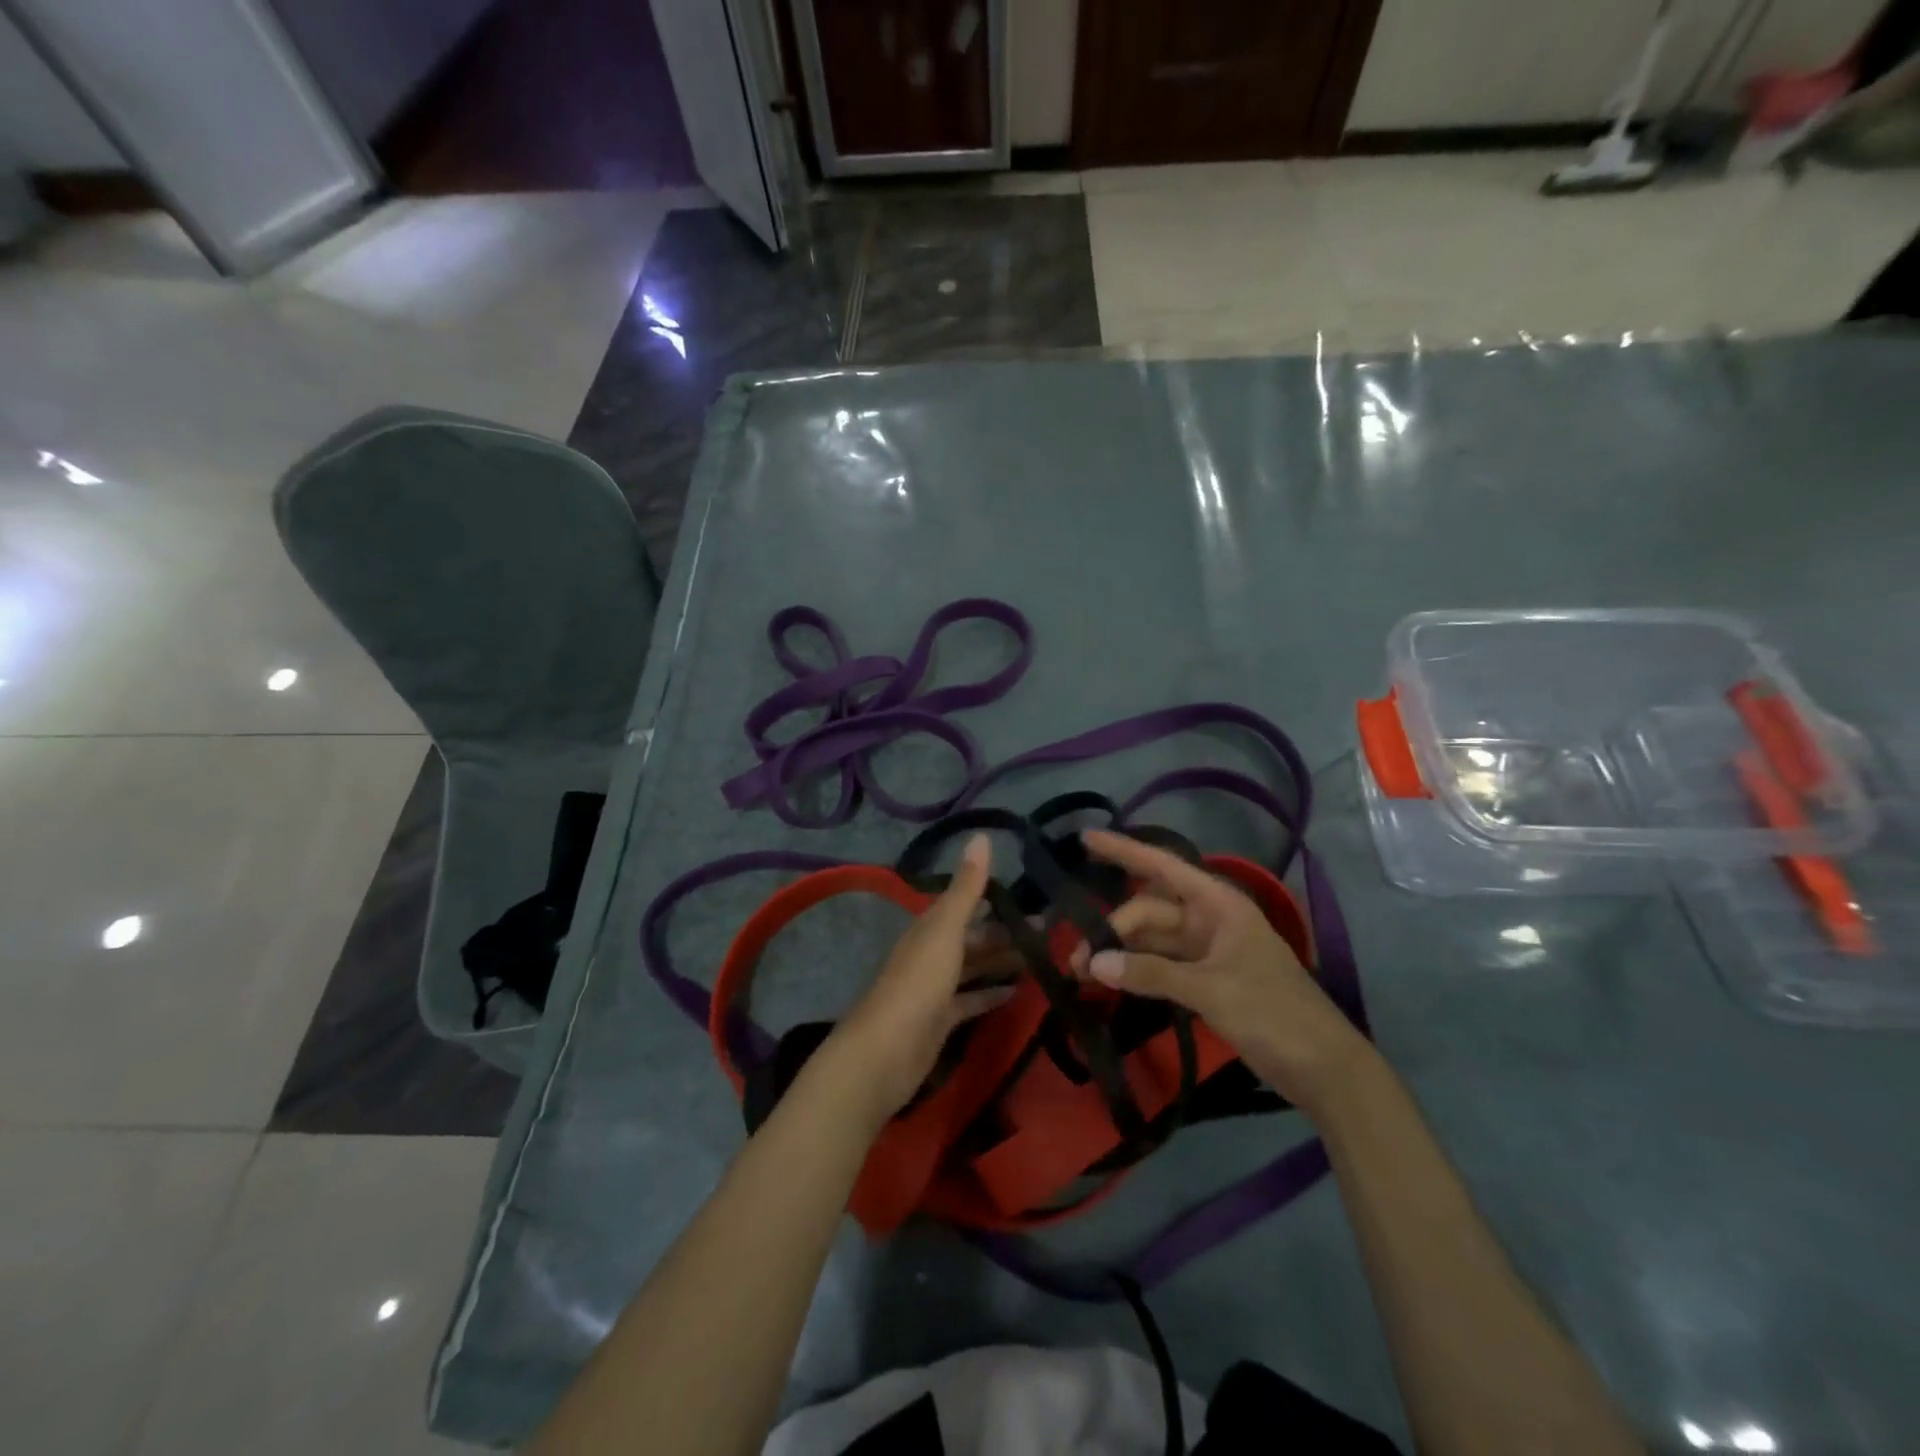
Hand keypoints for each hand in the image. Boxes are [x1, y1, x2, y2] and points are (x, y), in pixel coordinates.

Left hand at [815, 835, 1014, 1127]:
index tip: (1033, 896)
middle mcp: (931, 953)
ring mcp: (935, 989)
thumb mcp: (945, 931)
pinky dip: (991, 995)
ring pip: (973, 967)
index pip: (966, 904)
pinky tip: (1016, 993)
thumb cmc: (917, 984)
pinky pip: (971, 1001)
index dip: (996, 898)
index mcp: (930, 928)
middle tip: (1049, 932)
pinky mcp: (940, 1021)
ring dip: (1001, 962)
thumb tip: (981, 835)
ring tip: (1041, 958)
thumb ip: (966, 888)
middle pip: (973, 938)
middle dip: (1005, 933)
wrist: (883, 1053)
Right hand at [1073, 829, 1372, 1111]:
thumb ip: (1151, 973)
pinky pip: (1161, 965)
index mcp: (1219, 904)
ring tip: (1081, 973)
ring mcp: (1208, 951)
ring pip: (1152, 940)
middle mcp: (1210, 920)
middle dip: (1112, 929)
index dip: (1123, 851)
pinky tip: (1110, 981)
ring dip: (1120, 953)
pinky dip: (1137, 971)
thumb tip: (1094, 964)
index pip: (1162, 866)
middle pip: (1149, 910)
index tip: (1084, 839)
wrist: (1324, 1069)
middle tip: (1076, 961)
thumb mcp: (1211, 990)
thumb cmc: (1274, 1013)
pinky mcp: (1206, 980)